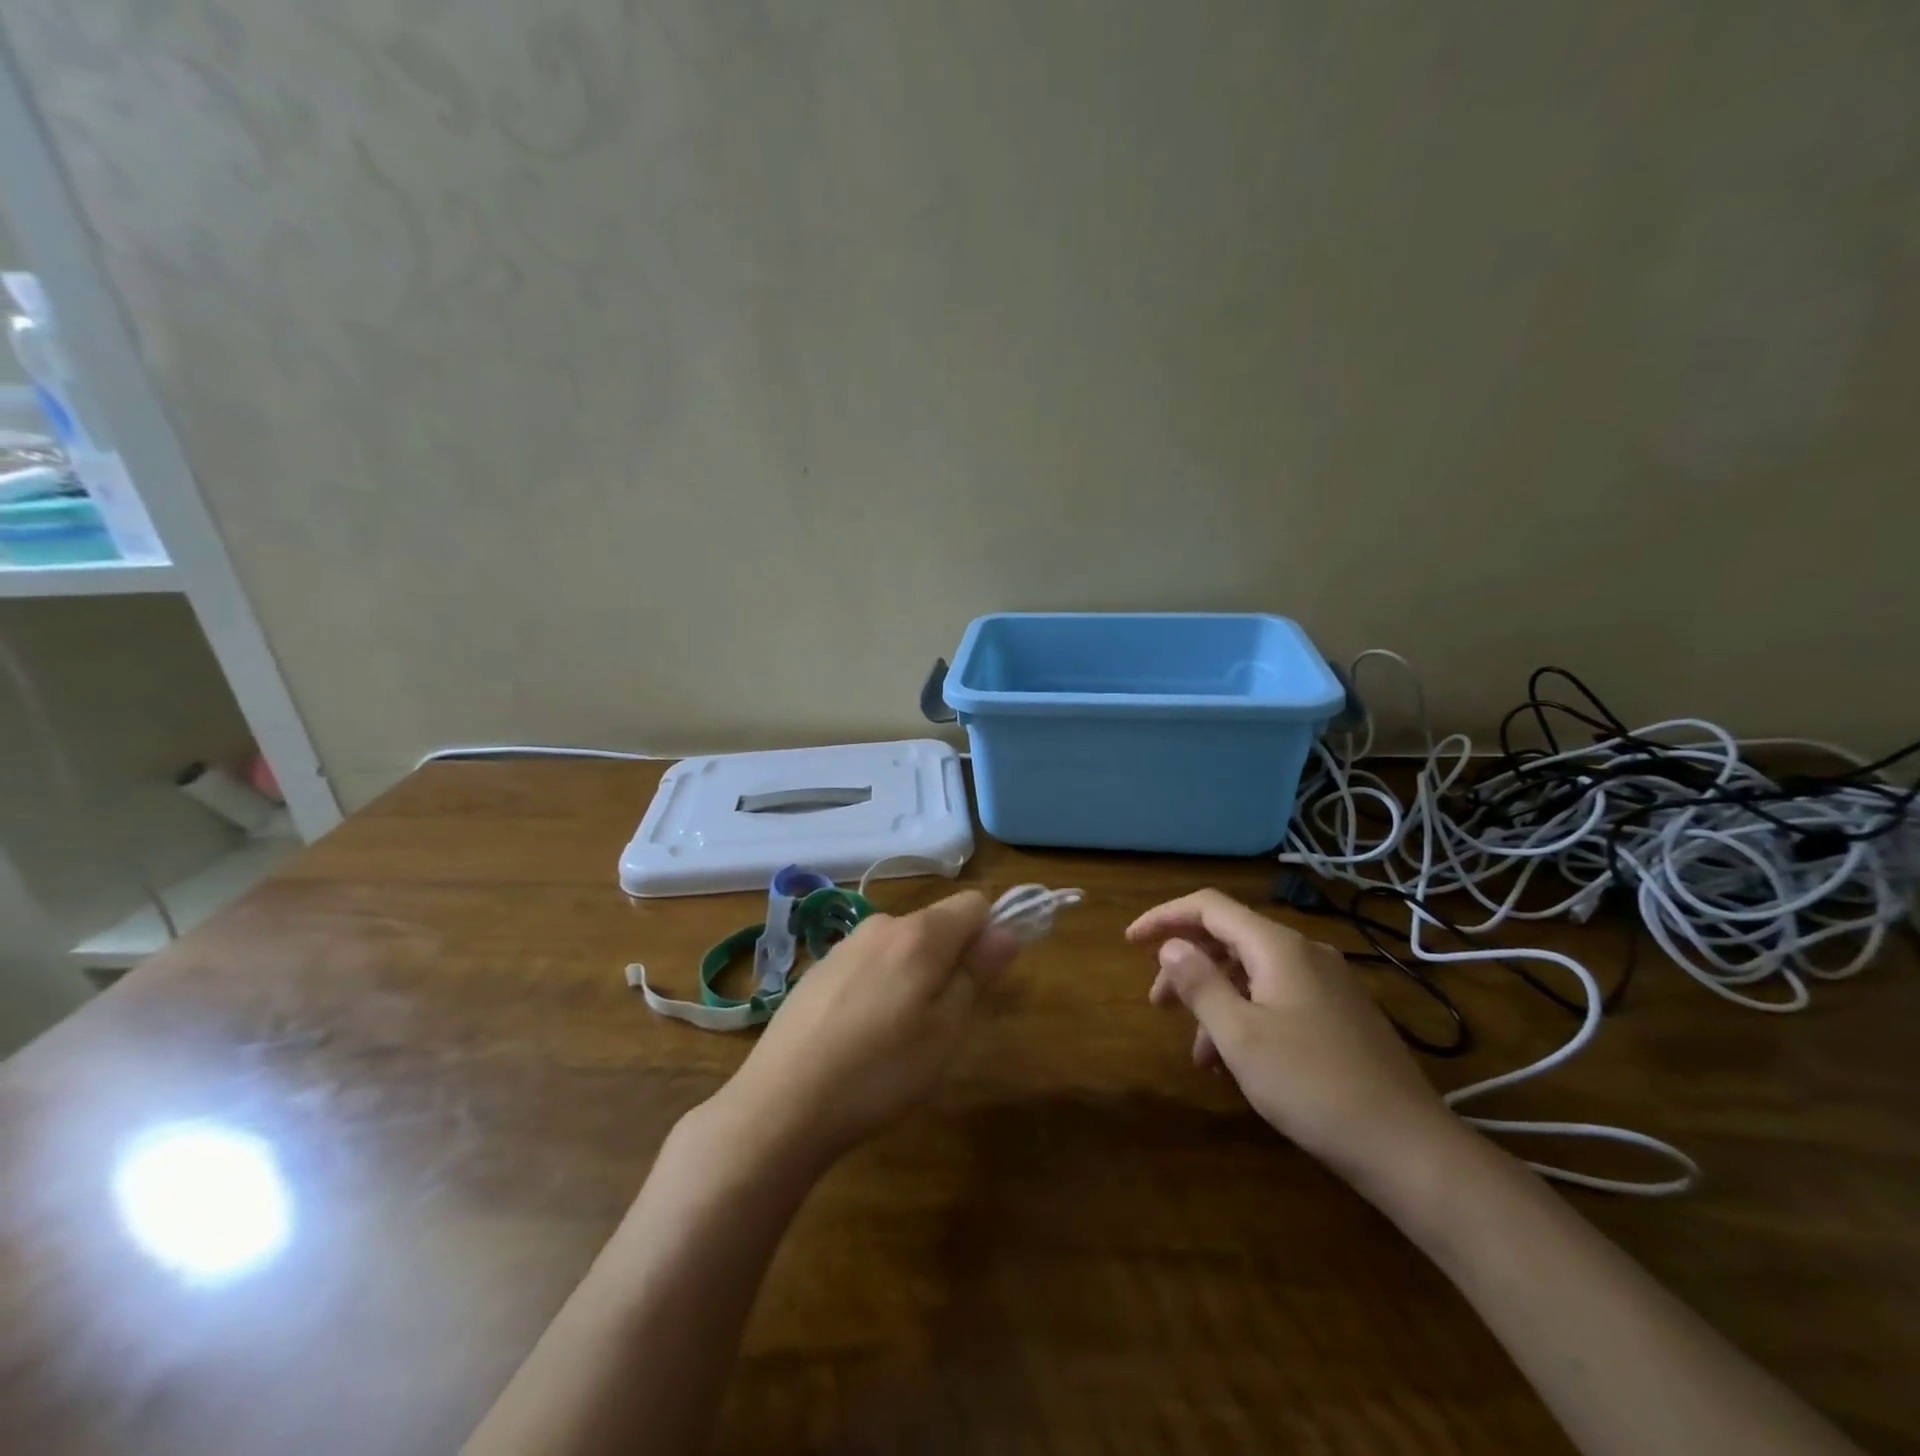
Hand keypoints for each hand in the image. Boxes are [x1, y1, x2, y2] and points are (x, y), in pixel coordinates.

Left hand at [717, 891, 1020, 1165]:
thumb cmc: (879, 1071)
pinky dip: (878, 987)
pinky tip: (859, 1036)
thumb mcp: (945, 1031)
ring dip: (913, 976)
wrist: (781, 1104)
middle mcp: (881, 925)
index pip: (973, 904)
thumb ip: (977, 973)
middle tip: (941, 1023)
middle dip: (949, 961)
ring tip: (897, 1037)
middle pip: (936, 925)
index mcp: (919, 934)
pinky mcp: (817, 970)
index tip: (983, 981)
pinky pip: (868, 964)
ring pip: (900, 947)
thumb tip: (1006, 930)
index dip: (989, 935)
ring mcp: (844, 946)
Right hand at [1128, 888, 1460, 1193]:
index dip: (1164, 918)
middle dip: (1187, 965)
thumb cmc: (1312, 1086)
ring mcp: (1329, 983)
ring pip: (1253, 972)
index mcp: (1278, 947)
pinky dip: (1246, 1015)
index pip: (1208, 907)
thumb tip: (1170, 946)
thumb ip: (1199, 984)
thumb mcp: (1240, 1037)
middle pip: (1229, 939)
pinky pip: (1278, 997)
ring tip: (1195, 1050)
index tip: (1130, 943)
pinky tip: (1236, 1060)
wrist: (1409, 1147)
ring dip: (1215, 999)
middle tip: (1158, 1004)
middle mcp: (1305, 953)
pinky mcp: (1341, 1014)